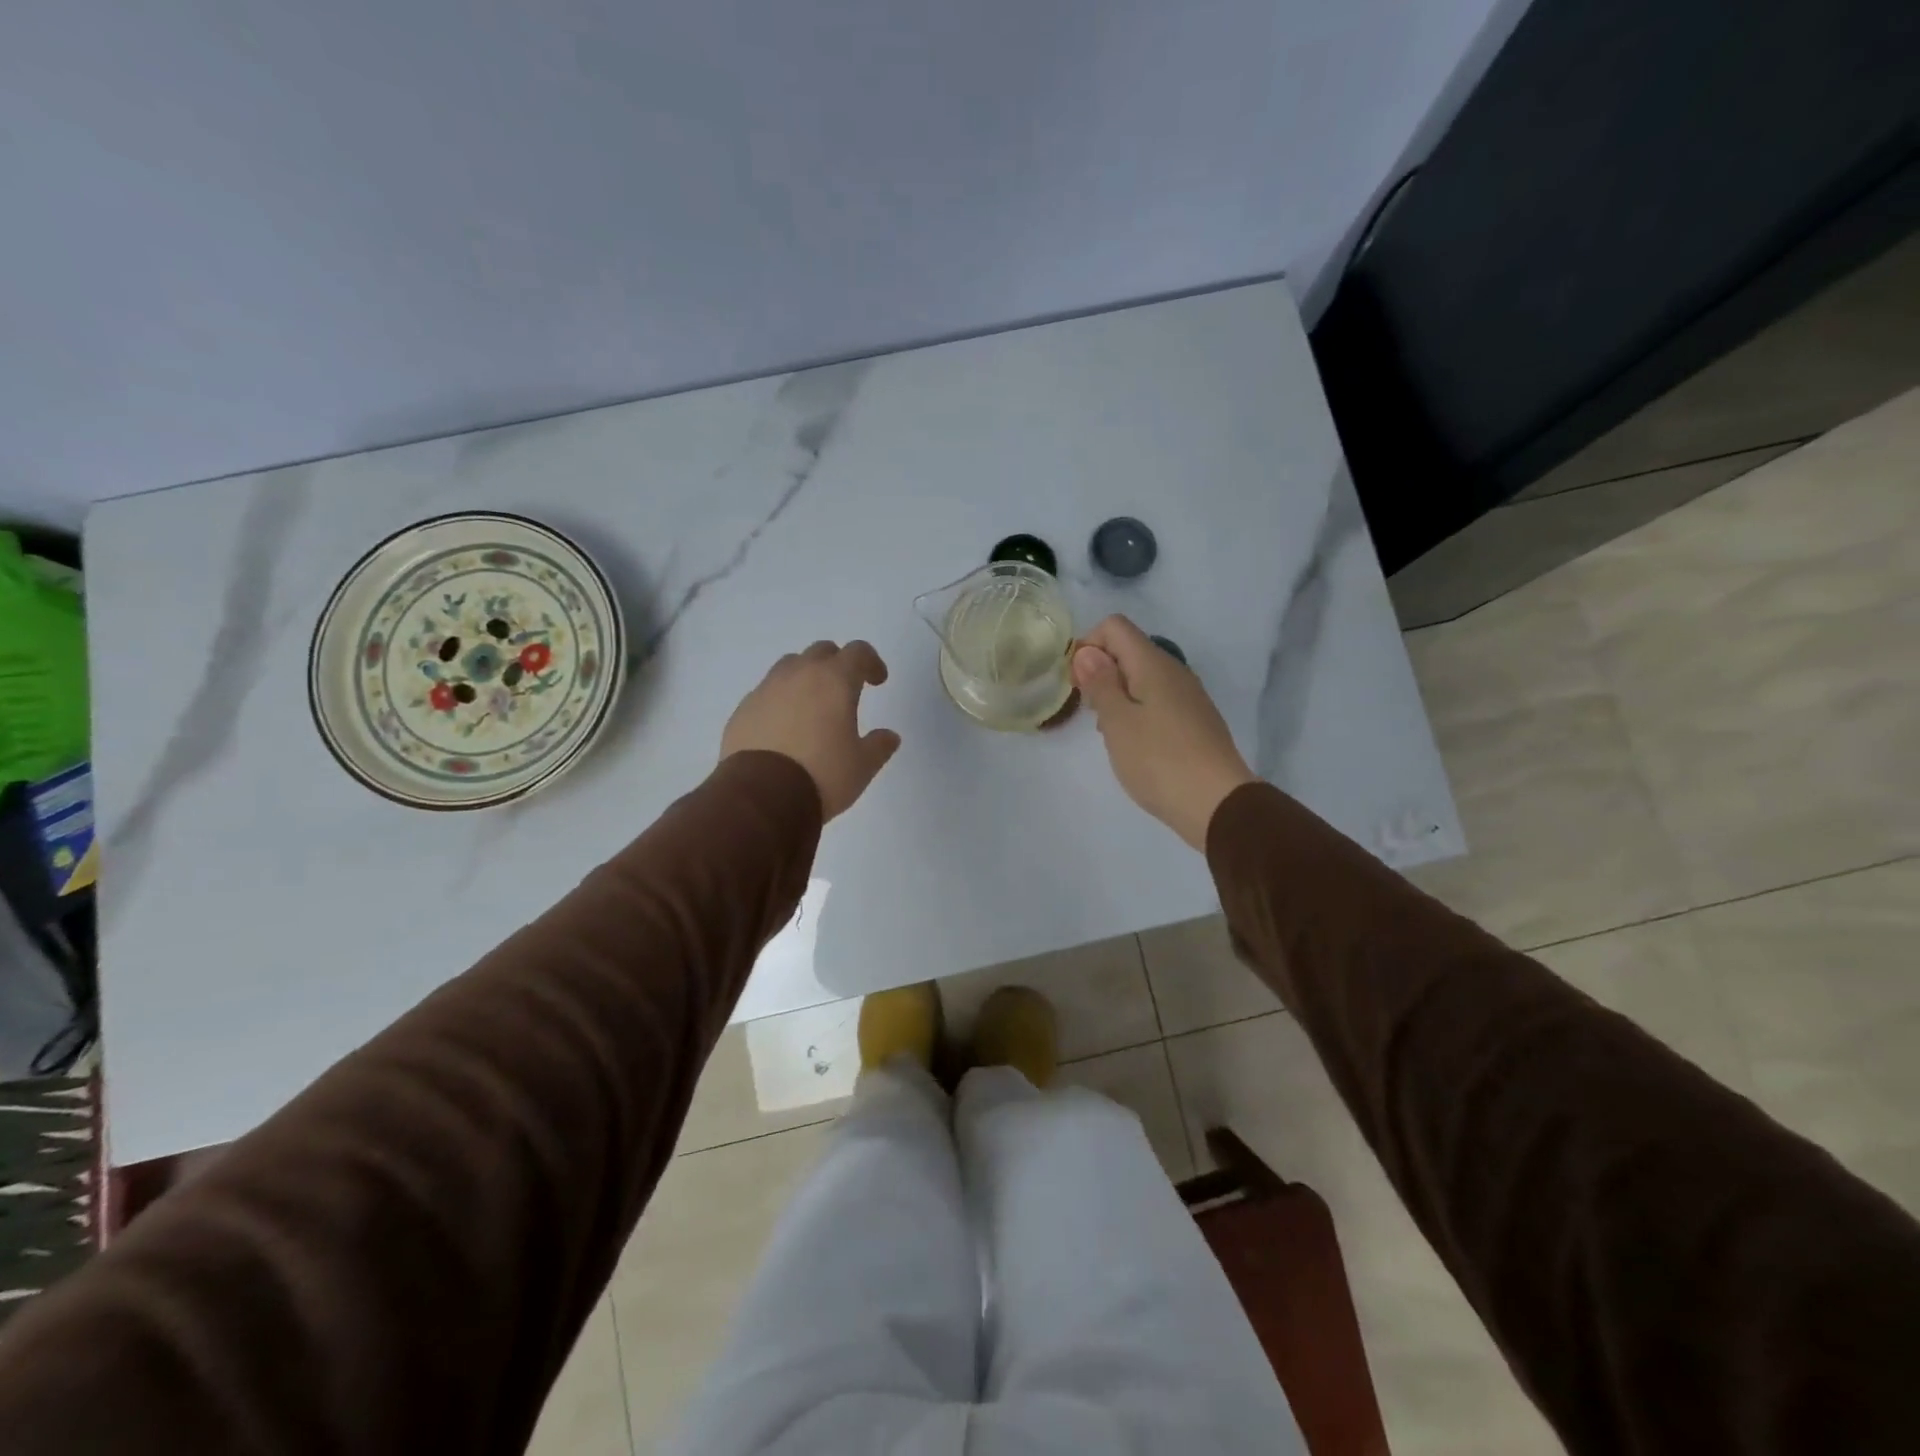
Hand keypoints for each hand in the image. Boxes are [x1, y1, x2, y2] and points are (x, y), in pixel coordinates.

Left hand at [721, 640, 900, 819]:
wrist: (761, 796)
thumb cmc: (822, 775)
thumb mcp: (862, 766)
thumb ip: (879, 746)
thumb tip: (889, 736)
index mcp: (834, 681)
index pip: (857, 652)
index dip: (871, 662)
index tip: (877, 681)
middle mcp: (799, 675)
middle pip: (821, 652)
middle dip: (837, 664)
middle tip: (845, 689)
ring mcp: (766, 689)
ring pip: (789, 666)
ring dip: (805, 676)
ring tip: (811, 704)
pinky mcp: (743, 709)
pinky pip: (766, 692)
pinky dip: (780, 699)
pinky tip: (783, 726)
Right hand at [1071, 615, 1257, 849]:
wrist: (1217, 804)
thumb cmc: (1159, 760)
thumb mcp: (1118, 721)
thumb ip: (1100, 683)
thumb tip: (1088, 652)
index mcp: (1153, 664)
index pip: (1114, 626)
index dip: (1088, 646)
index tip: (1077, 683)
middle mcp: (1174, 671)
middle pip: (1128, 650)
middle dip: (1100, 673)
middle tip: (1090, 712)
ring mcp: (1188, 696)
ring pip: (1141, 678)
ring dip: (1117, 696)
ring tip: (1110, 733)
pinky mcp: (1194, 720)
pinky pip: (1157, 701)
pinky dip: (1137, 712)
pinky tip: (1134, 745)